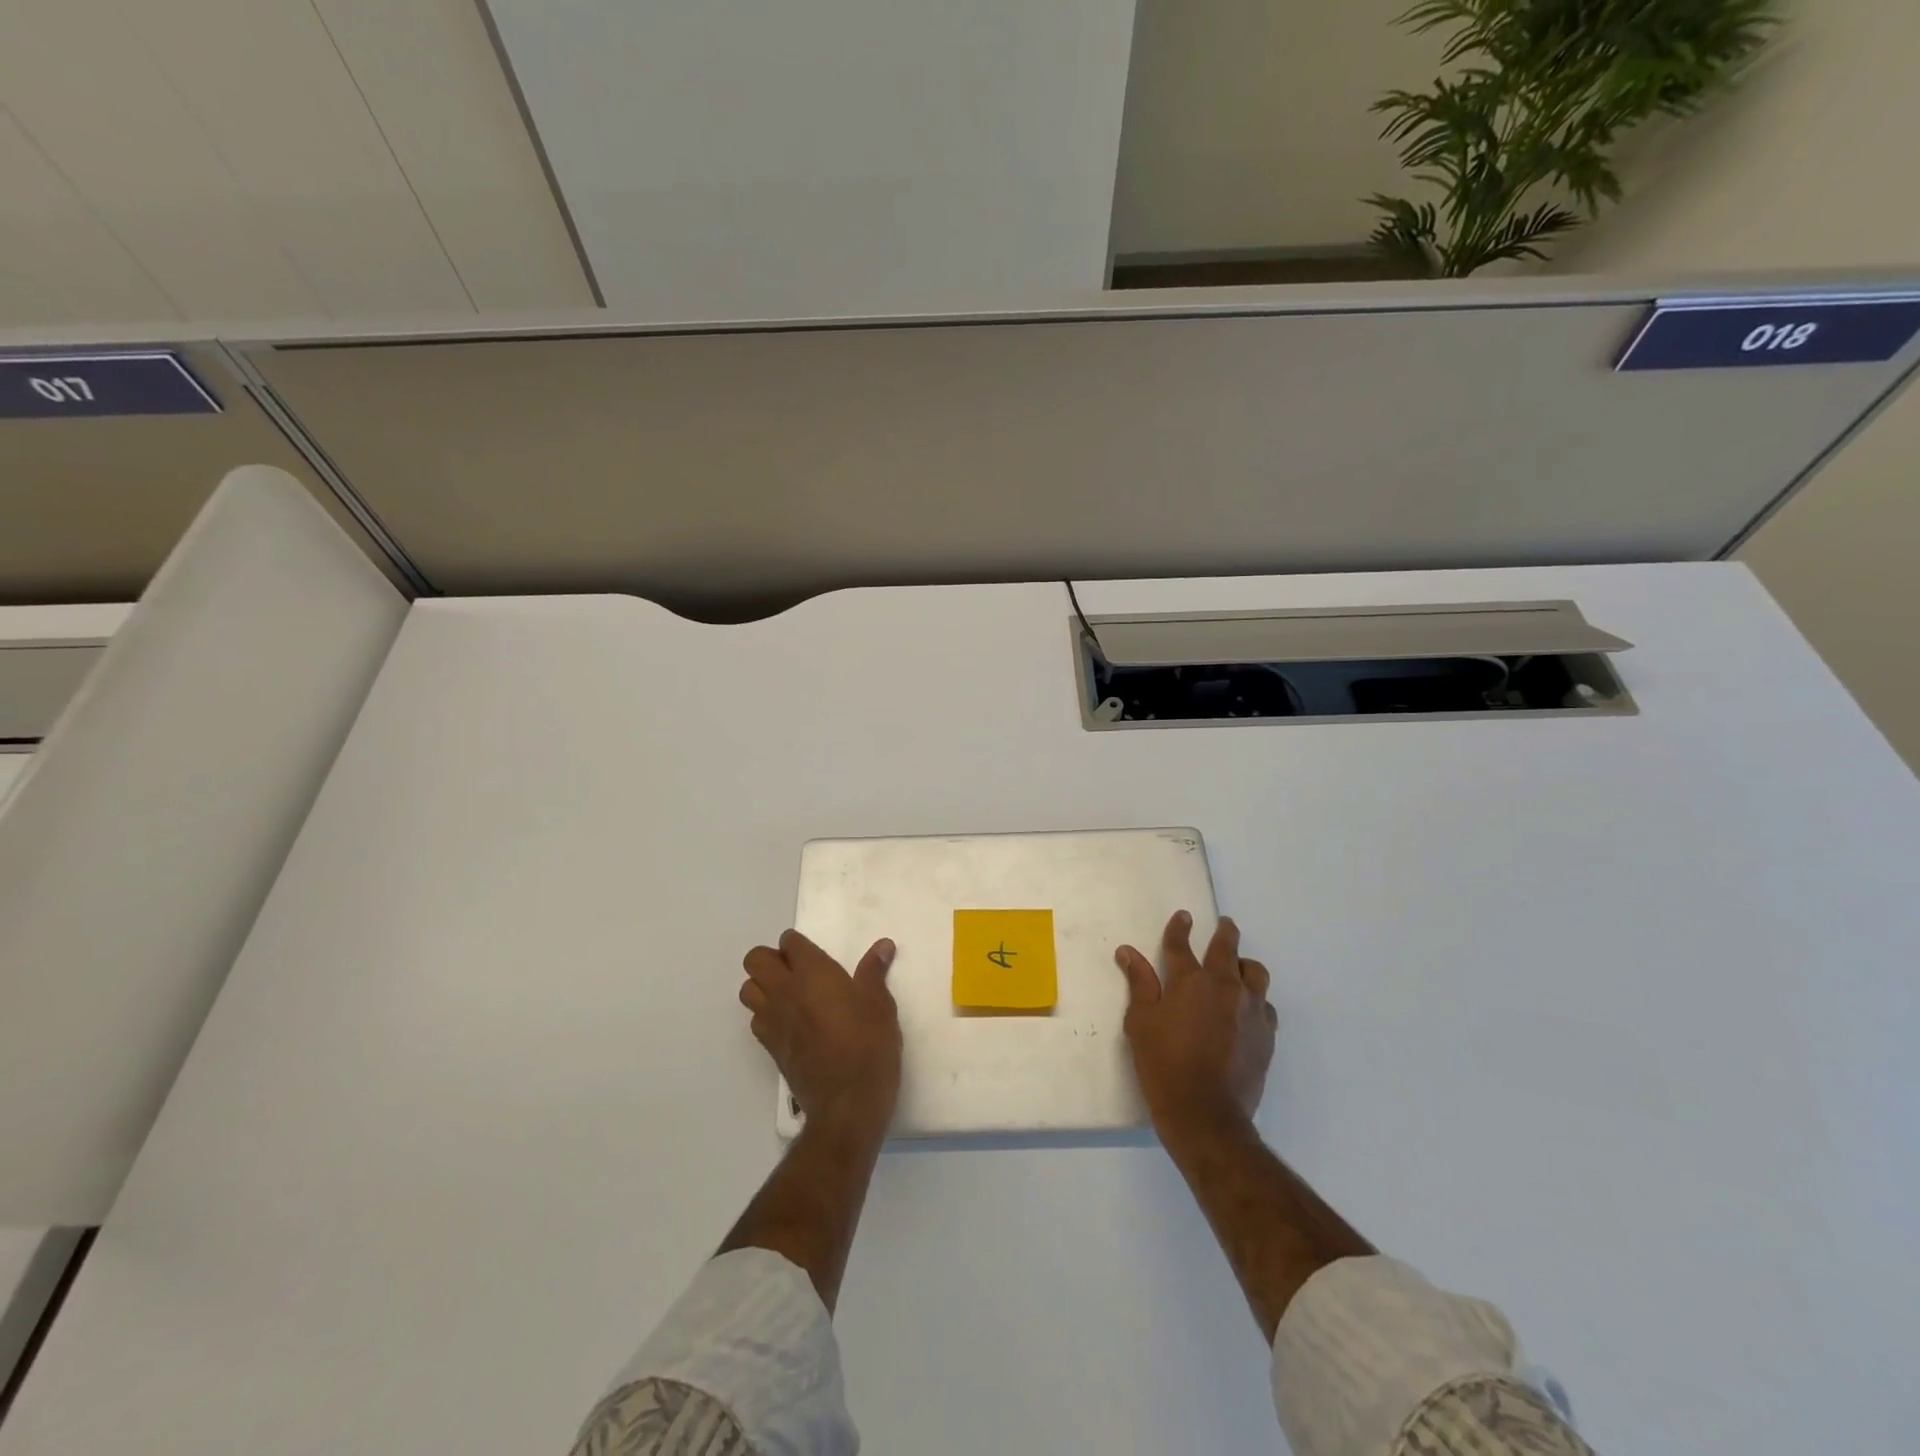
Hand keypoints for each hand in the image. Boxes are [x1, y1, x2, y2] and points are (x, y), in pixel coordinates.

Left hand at [741, 931, 901, 1135]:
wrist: (847, 1102)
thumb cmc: (868, 1044)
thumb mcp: (880, 1004)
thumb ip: (874, 971)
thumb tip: (883, 945)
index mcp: (812, 973)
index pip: (789, 942)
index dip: (798, 945)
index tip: (815, 955)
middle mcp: (785, 991)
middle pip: (755, 960)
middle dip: (771, 959)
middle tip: (797, 971)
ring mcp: (772, 1020)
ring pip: (748, 989)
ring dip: (762, 986)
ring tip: (789, 995)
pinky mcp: (770, 1047)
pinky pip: (755, 1019)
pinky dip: (765, 1014)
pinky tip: (789, 1023)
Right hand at [1116, 912, 1275, 1139]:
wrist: (1206, 1113)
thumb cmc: (1163, 1064)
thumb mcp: (1141, 1022)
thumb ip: (1139, 983)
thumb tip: (1128, 952)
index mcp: (1189, 980)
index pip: (1181, 943)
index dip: (1180, 928)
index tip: (1183, 917)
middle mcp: (1224, 986)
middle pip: (1227, 947)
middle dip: (1224, 932)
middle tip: (1224, 925)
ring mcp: (1250, 1009)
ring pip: (1255, 972)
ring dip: (1244, 965)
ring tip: (1237, 968)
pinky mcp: (1267, 1033)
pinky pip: (1266, 1005)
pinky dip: (1256, 999)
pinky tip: (1247, 1009)